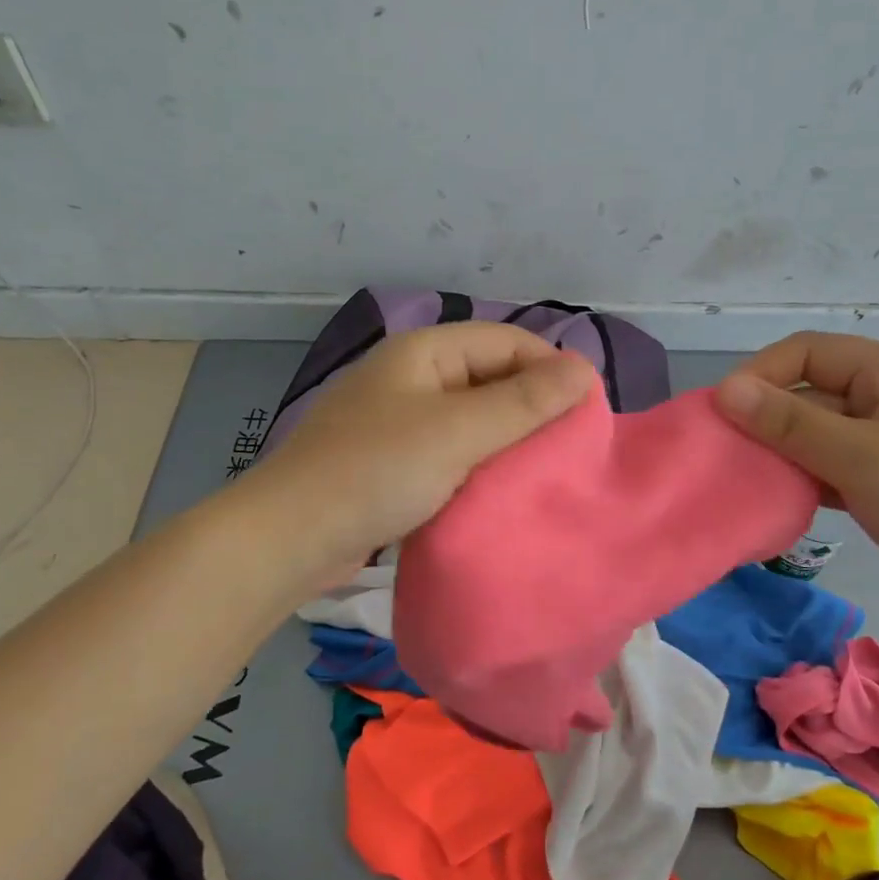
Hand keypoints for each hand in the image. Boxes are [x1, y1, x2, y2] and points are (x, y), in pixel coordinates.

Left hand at [252, 322, 596, 579]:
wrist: (290, 538)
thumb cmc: (376, 471)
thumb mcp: (458, 431)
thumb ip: (524, 401)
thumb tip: (585, 368)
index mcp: (425, 352)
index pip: (508, 341)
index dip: (551, 369)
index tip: (588, 413)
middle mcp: (414, 377)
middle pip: (491, 378)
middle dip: (532, 407)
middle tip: (573, 449)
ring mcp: (400, 421)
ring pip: (473, 419)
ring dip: (508, 441)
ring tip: (547, 472)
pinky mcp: (393, 462)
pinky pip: (451, 452)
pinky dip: (480, 465)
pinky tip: (503, 492)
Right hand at [715, 332, 878, 643]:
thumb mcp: (862, 458)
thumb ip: (790, 422)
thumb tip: (724, 389)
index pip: (809, 353)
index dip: (761, 374)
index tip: (721, 413)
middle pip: (809, 393)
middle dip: (765, 419)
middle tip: (722, 454)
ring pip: (814, 435)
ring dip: (779, 452)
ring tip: (741, 478)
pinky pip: (827, 469)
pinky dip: (800, 480)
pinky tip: (774, 500)